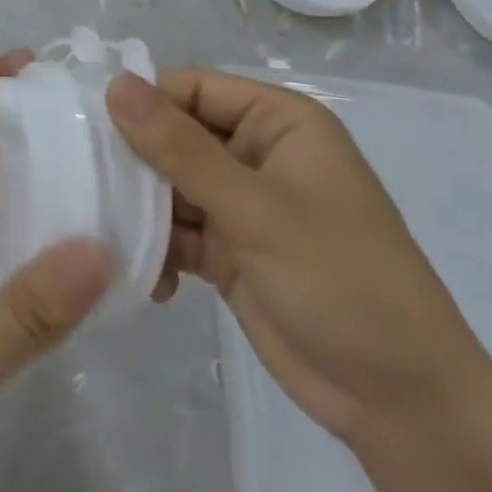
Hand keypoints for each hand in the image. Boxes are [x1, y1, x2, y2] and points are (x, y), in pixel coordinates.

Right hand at [106, 69, 491, 445]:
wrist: (406, 406)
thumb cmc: (343, 282)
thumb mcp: (257, 210)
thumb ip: (181, 148)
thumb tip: (116, 84)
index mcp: (277, 121)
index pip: (191, 88)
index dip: (141, 102)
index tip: (86, 129)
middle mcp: (256, 152)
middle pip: (174, 134)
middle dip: (134, 160)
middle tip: (85, 184)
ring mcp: (242, 203)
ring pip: (169, 185)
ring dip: (141, 208)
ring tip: (105, 233)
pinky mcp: (230, 250)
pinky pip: (178, 232)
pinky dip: (158, 249)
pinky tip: (148, 279)